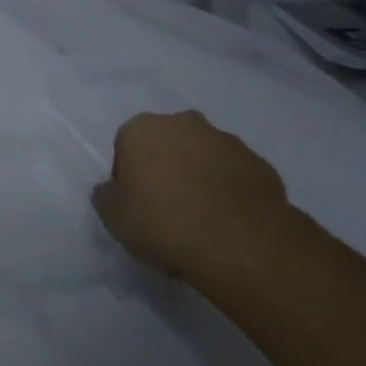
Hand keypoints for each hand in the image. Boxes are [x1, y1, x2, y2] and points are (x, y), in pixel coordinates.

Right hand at [92, 111, 324, 291]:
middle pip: (167, 144)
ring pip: (202, 156)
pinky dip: (227, 190)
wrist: (238, 242)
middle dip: (165, 168)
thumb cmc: (162, 222)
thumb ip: (106, 196)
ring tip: (200, 219)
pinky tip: (226, 222)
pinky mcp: (259, 163)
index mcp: (142, 129)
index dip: (128, 176)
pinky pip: (233, 175)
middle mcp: (184, 123)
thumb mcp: (113, 217)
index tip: (135, 204)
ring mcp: (226, 140)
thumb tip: (112, 189)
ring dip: (198, 177)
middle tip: (166, 208)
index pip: (126, 146)